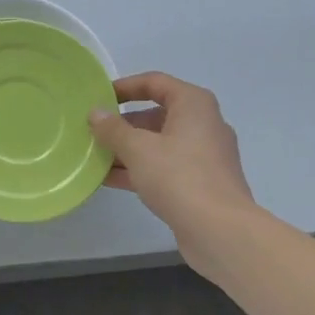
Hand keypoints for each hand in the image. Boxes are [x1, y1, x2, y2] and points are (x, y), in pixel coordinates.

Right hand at [90, 73, 257, 273]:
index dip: (125, 87)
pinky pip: (165, 167)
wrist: (221, 232)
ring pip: (159, 144)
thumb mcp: (138, 149)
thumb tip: (96, 113)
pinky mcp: (201, 183)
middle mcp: (203, 124)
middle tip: (93, 131)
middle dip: (123, 124)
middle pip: (156, 114)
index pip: (155, 82)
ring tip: (94, 156)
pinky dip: (140, 169)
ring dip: (128, 149)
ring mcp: (204, 156)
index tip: (99, 97)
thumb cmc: (179, 177)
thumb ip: (113, 129)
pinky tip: (109, 179)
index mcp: (194, 104)